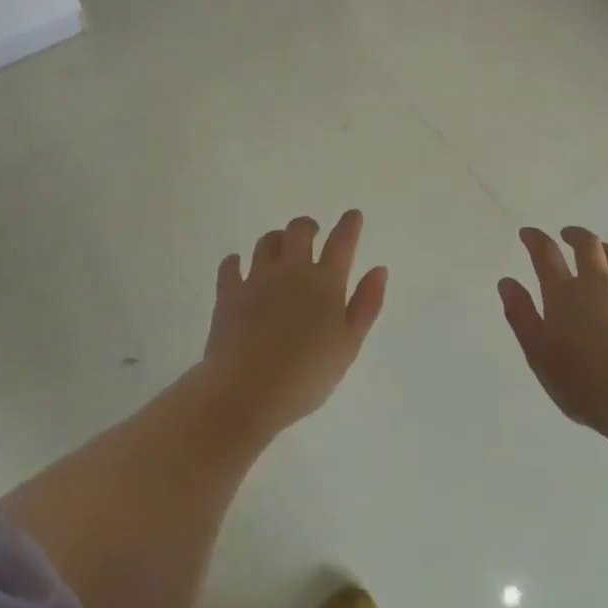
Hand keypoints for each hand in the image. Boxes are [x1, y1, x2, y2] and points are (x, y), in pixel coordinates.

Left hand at [201, 210, 387, 436]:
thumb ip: (366, 305)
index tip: (352, 215)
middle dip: (308, 226)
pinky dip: (235, 262)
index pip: (341, 242)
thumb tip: (379, 270)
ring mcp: (257, 279)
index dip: (349, 225)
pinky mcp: (228, 294)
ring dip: (276, 240)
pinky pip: (230, 265)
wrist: (246, 392)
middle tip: (312, 233)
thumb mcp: (349, 346)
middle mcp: (292, 271)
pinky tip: (237, 265)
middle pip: (299, 231)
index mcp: (325, 283)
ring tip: (280, 249)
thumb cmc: (306, 376)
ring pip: (266, 242)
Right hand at [499, 226, 607, 433]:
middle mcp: (598, 285)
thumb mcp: (537, 352)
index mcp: (564, 294)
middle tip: (568, 235)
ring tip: (604, 251)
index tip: (528, 233)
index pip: (546, 255)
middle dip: (576, 236)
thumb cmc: (580, 381)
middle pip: (588, 247)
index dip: (535, 239)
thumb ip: (521, 315)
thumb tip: (507, 282)